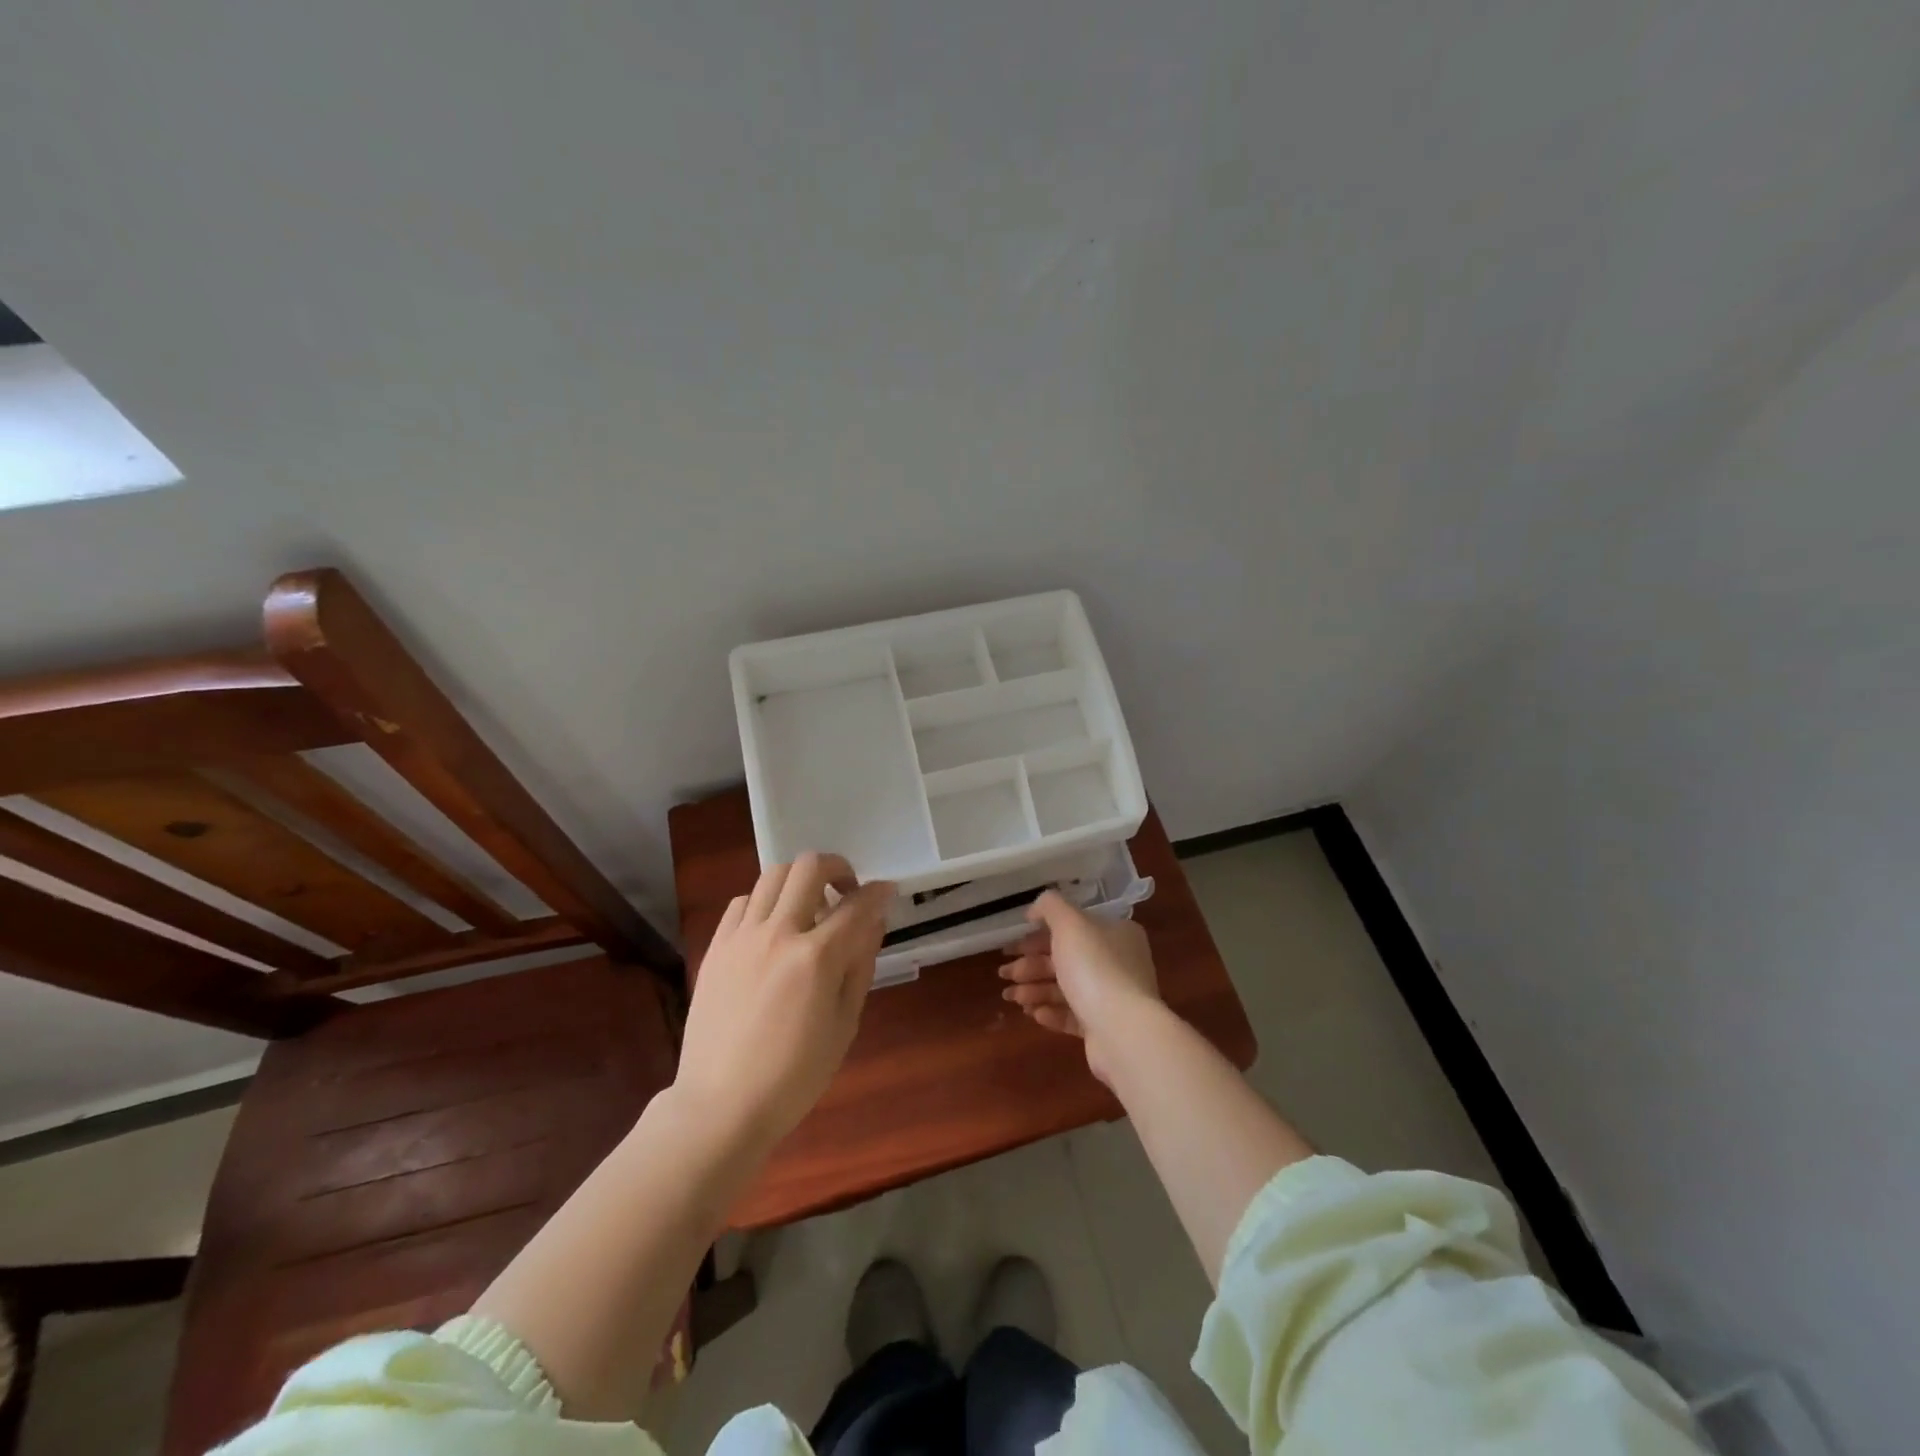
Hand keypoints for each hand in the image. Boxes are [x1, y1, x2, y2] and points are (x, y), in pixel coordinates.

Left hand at [678, 852, 892, 1145]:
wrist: (721, 1106)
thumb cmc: (794, 1076)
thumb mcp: (844, 1025)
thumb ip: (860, 966)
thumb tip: (872, 923)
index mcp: (816, 958)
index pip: (857, 905)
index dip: (878, 893)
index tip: (887, 891)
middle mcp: (778, 934)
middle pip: (809, 868)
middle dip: (837, 867)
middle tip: (846, 891)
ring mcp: (741, 937)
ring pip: (772, 876)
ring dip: (799, 881)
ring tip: (808, 907)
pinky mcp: (716, 948)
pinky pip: (741, 902)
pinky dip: (764, 902)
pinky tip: (772, 927)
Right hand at [999, 891, 1162, 1083]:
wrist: (1123, 1031)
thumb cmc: (1095, 968)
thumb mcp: (1069, 923)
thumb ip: (1050, 907)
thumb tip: (1035, 910)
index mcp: (1116, 933)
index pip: (1072, 928)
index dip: (1038, 935)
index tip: (1012, 946)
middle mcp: (1118, 962)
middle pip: (1066, 959)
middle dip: (1031, 965)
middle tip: (1004, 973)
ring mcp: (1113, 997)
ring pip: (1066, 988)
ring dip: (1035, 990)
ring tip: (1011, 997)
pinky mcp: (1105, 1028)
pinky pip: (1073, 1015)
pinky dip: (1051, 1012)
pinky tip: (1033, 1014)